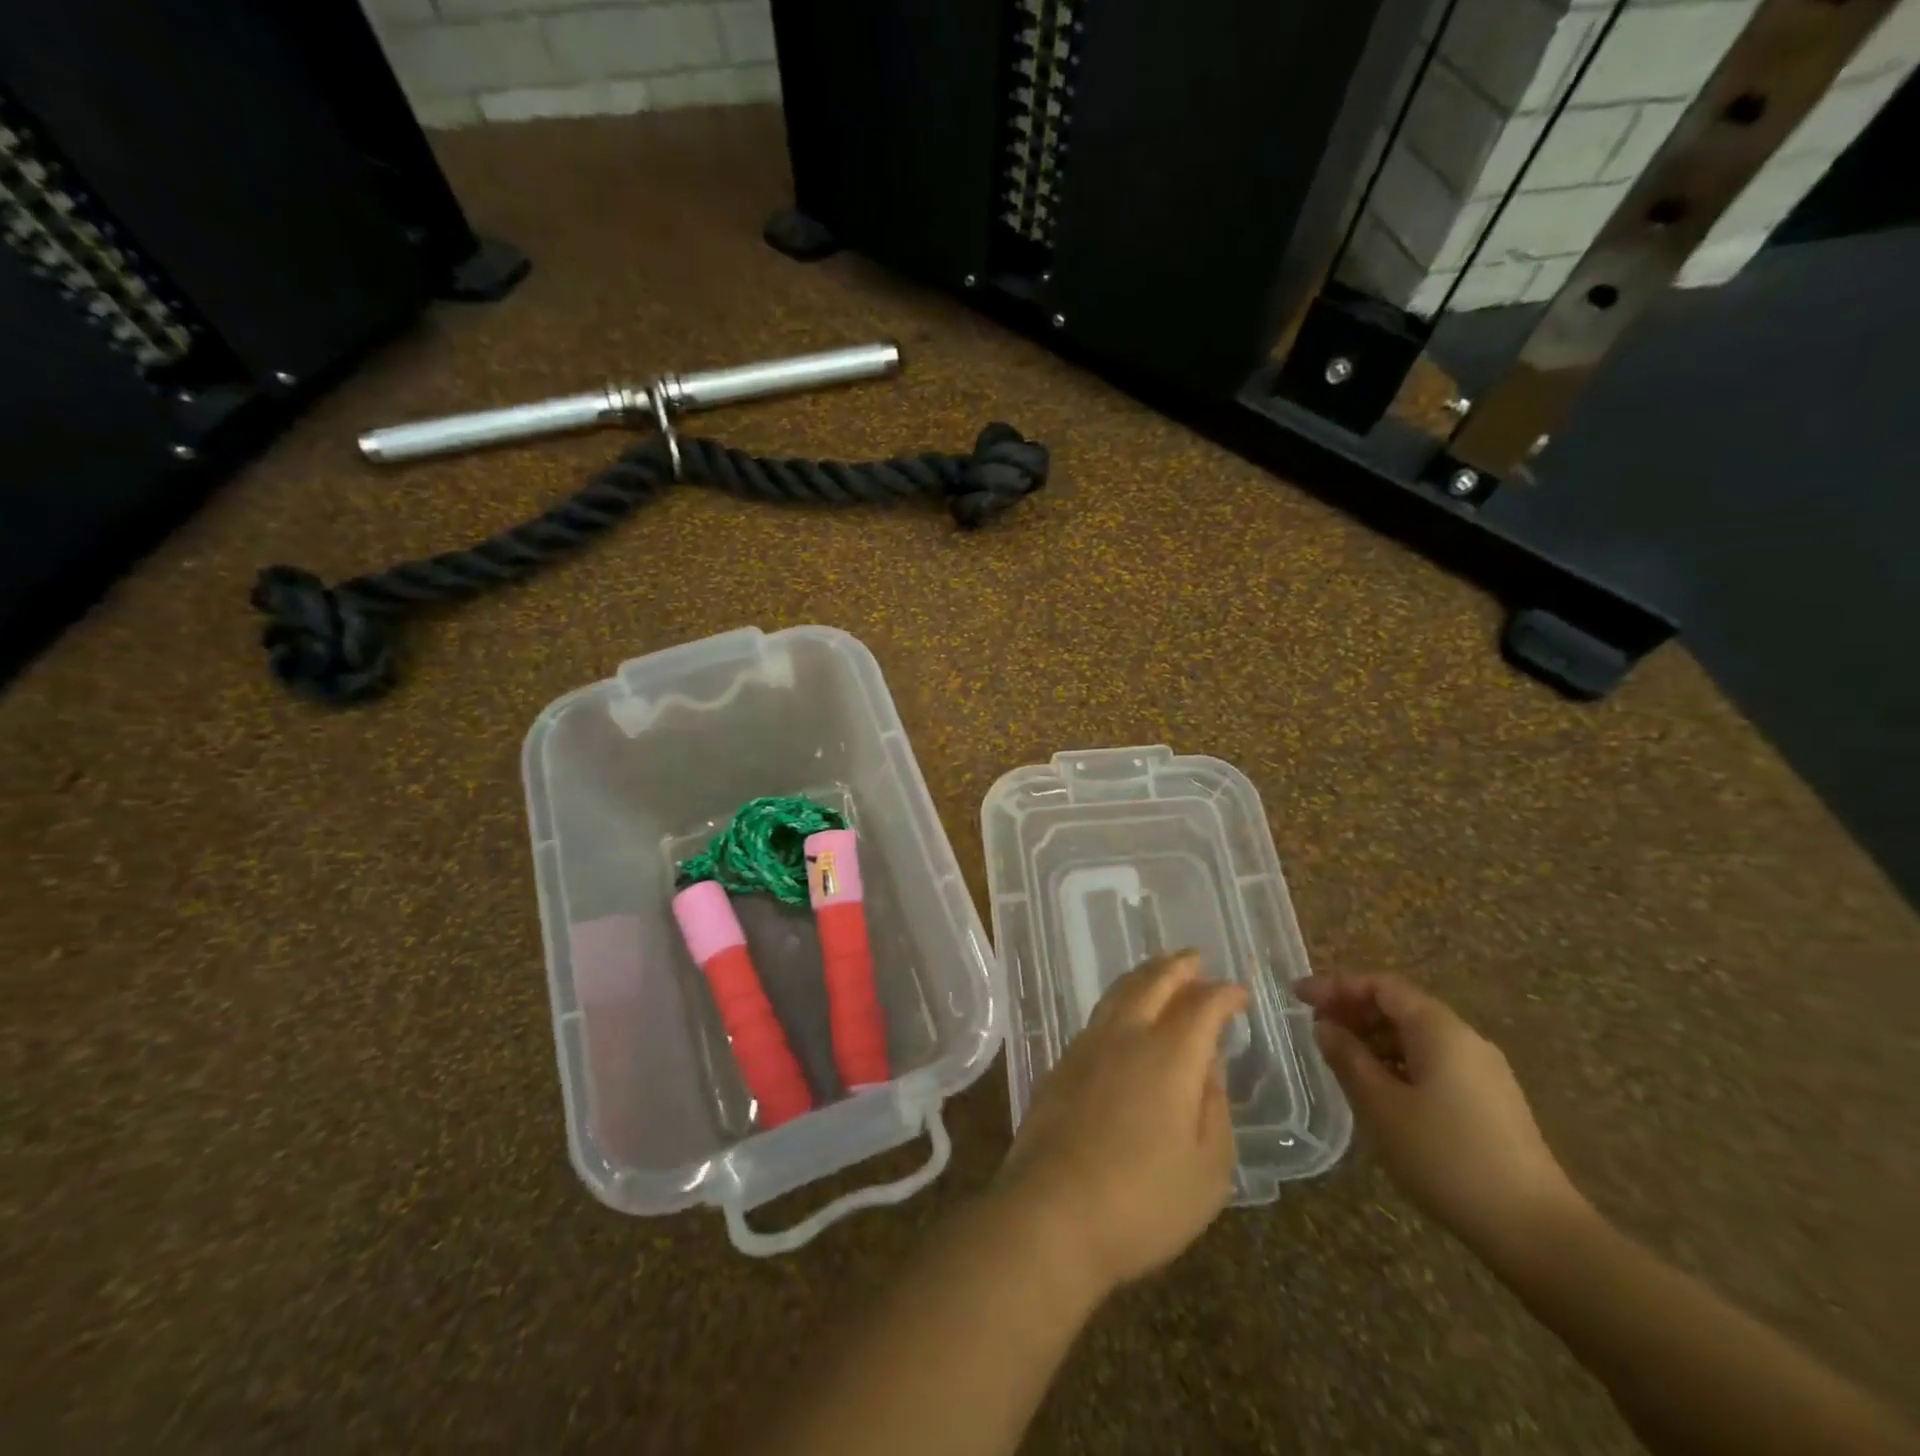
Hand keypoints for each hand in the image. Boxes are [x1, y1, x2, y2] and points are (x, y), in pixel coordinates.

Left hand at [994, 951, 1247, 1297]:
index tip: (1239, 994)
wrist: (1052, 1212)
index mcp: (1169, 1055)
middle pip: (1153, 982)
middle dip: (1178, 967)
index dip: (1223, 994)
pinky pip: (1098, 1015)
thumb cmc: (1143, 1202)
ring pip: (1119, 992)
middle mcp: (1126, 1036)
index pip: (1201, 1006)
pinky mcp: (1062, 1063)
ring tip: (1160, 973)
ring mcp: (1087, 1046)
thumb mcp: (1208, 1170)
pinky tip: (1125, 1015)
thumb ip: (1214, 1108)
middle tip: (1196, 958)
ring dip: (1145, 976)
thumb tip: (1209, 1066)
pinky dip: (1120, 1000)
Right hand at [1295, 974, 1586, 1253]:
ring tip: (1338, 1058)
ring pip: (1416, 1037)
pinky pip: (1432, 1063)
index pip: (1380, 986)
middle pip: (1400, 1007)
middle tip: (1314, 1027)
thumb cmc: (1446, 1157)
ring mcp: (1483, 1072)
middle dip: (1353, 1010)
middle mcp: (1465, 1039)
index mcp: (1440, 1029)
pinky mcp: (1490, 1103)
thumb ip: (1348, 1058)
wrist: (1537, 1232)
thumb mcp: (1381, 1105)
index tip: (1297, 996)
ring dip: (1373, 1038)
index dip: (1335, 985)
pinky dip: (1397, 1062)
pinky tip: (1378, 1089)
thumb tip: (1326, 1028)